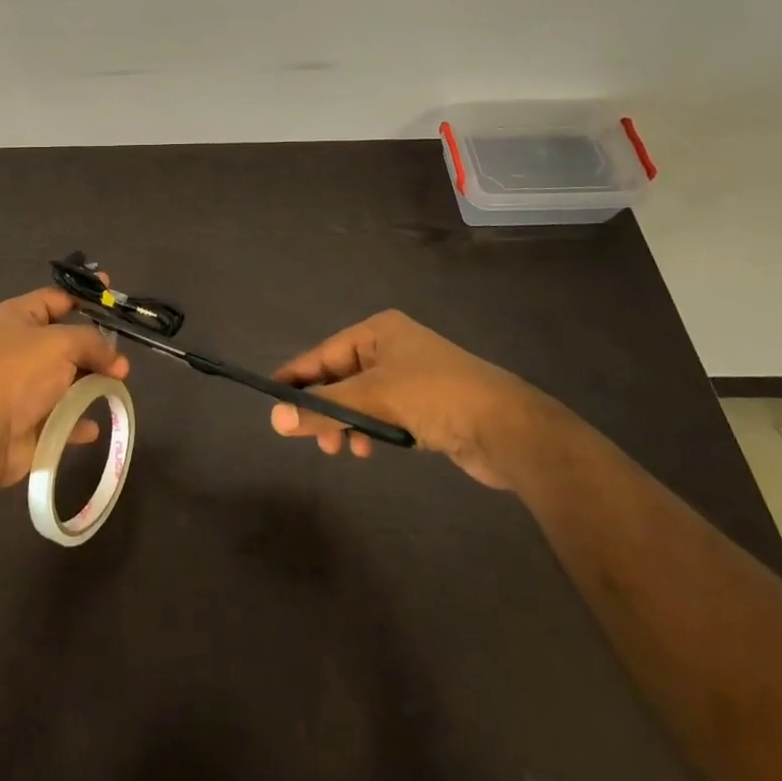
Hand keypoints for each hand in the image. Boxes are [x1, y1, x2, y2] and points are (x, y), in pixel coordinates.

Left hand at [0, 287, 128, 490]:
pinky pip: (63, 415)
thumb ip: (94, 343)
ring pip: (68, 377)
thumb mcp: (61, 343)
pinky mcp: (30, 418)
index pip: (58, 297)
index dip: (85, 294)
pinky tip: (93, 425)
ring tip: (117, 386)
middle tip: (122, 359)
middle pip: (67, 339)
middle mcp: (21, 346)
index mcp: (20, 316)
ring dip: (92, 383)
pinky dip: (78, 419)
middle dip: (96, 347)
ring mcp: (25, 384)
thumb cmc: (20, 373)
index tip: (112, 291)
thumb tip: (118, 361)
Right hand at [268, 310, 546, 488]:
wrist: (510, 430)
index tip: (271, 400)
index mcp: (379, 331)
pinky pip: (383, 414)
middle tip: (311, 438)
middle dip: (324, 407)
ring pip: (361, 399)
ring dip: (346, 422)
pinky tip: (368, 449)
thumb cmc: (437, 397)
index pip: (323, 353)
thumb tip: (275, 418)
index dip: (296, 377)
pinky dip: (370, 429)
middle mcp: (393, 347)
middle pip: (340, 376)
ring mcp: (412, 376)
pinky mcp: (427, 405)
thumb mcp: (373, 400)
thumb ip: (323, 409)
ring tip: (341, 449)